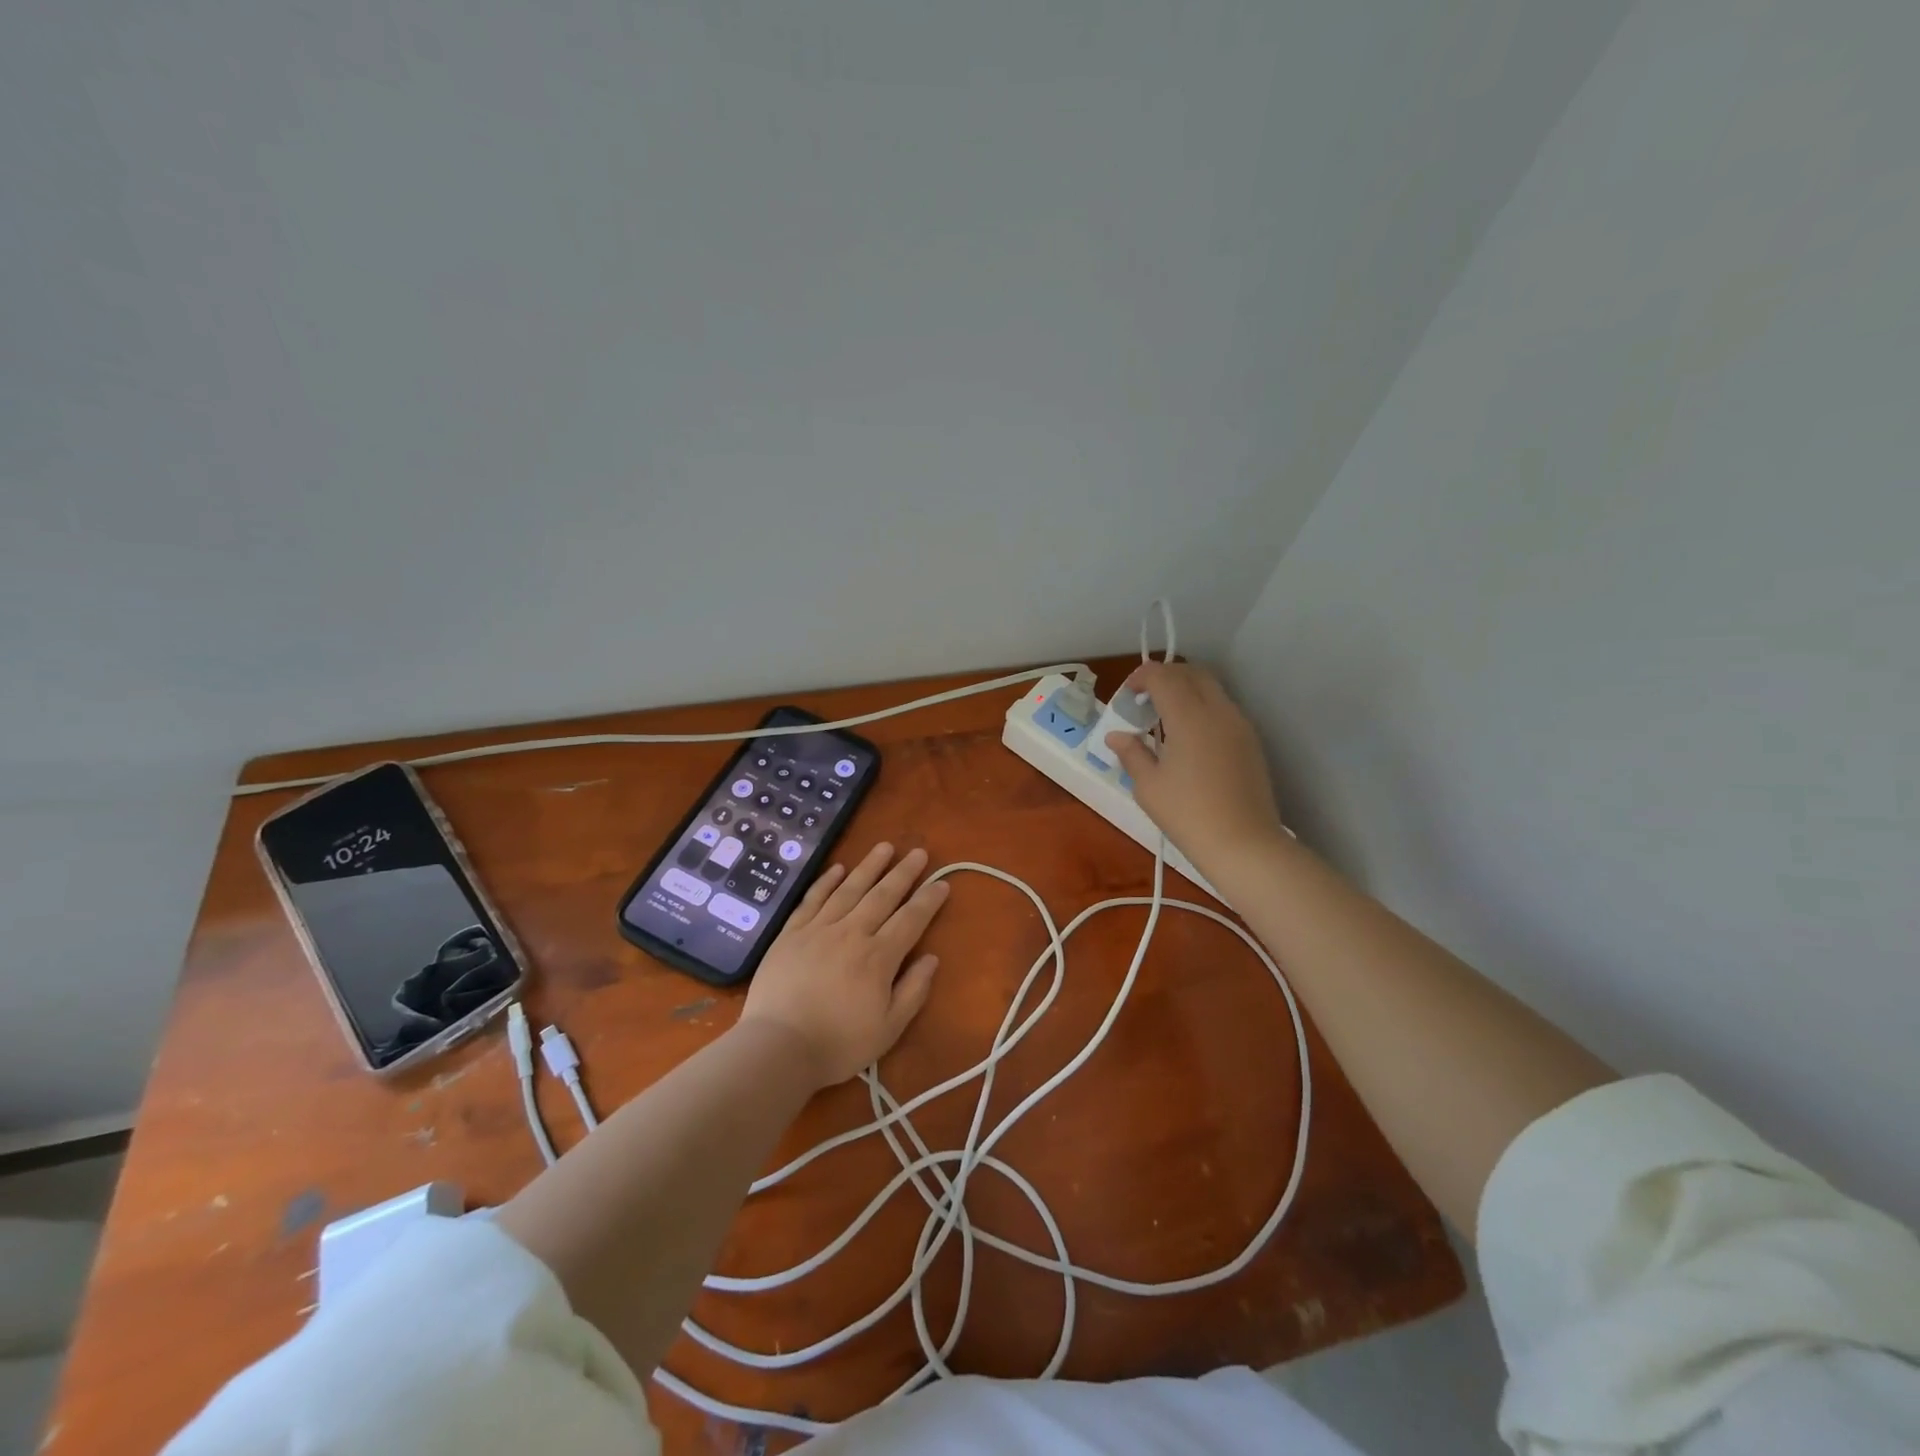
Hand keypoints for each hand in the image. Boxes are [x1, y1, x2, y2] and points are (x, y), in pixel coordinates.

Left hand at [740, 843, 948, 1087]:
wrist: (778, 1047)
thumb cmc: (838, 1043)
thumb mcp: (889, 1029)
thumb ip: (913, 991)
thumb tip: (931, 958)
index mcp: (878, 957)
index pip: (911, 920)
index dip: (928, 900)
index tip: (942, 883)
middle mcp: (851, 933)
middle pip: (883, 896)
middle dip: (904, 873)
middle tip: (919, 852)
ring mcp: (818, 929)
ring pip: (849, 889)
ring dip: (869, 866)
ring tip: (885, 846)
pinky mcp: (791, 933)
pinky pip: (813, 899)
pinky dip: (826, 881)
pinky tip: (838, 868)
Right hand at [1103, 661, 1284, 874]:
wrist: (1244, 844)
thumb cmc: (1188, 814)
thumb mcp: (1148, 786)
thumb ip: (1131, 753)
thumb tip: (1117, 736)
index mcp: (1189, 716)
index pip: (1163, 676)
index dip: (1141, 677)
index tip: (1127, 696)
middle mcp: (1218, 711)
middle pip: (1192, 673)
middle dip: (1165, 677)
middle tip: (1144, 700)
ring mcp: (1239, 725)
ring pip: (1211, 689)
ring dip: (1185, 691)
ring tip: (1164, 720)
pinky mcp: (1251, 742)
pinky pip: (1223, 709)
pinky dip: (1202, 708)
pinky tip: (1188, 739)